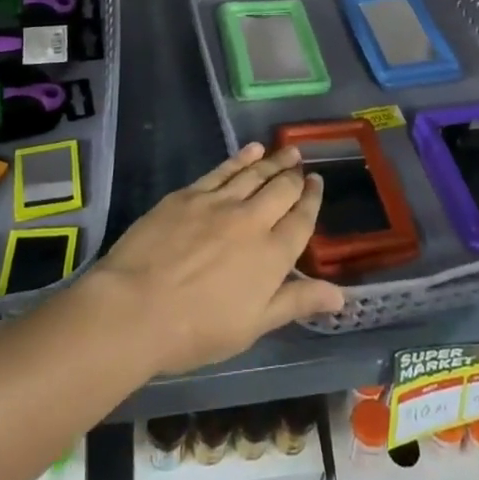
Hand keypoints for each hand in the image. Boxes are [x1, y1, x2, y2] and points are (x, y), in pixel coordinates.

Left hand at [88, 143, 344, 375]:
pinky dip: (241, 157)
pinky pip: (223, 169)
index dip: (312, 199)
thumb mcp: (253, 326)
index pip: (302, 220)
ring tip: (287, 151)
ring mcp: (221, 202)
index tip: (316, 183)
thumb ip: (296, 302)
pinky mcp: (191, 194)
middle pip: (282, 190)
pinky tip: (251, 150)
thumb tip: (342, 297)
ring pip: (255, 174)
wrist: (137, 307)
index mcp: (272, 255)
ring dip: (274, 161)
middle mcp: (253, 220)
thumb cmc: (197, 330)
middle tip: (302, 164)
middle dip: (295, 175)